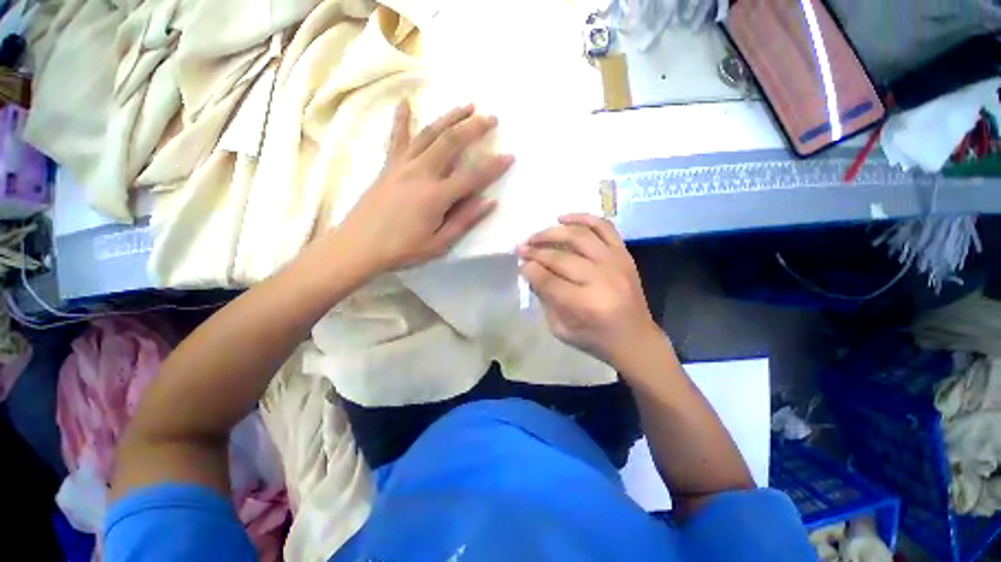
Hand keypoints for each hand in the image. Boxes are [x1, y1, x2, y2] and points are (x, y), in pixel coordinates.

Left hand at [339, 101, 513, 272]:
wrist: (358, 245)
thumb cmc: (402, 249)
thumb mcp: (439, 244)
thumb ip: (464, 220)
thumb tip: (489, 201)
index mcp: (436, 196)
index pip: (472, 177)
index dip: (493, 166)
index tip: (510, 155)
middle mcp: (421, 173)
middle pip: (451, 142)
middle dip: (474, 127)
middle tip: (491, 118)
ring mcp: (402, 165)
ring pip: (429, 133)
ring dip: (449, 117)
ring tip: (466, 105)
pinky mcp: (388, 165)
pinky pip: (396, 137)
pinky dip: (401, 118)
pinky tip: (405, 102)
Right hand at [517, 214, 660, 367]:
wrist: (635, 339)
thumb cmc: (595, 338)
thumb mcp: (560, 328)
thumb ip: (544, 298)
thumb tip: (531, 271)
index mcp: (584, 304)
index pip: (547, 280)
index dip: (529, 269)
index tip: (519, 264)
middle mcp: (601, 279)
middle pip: (560, 257)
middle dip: (535, 251)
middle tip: (521, 248)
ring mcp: (615, 263)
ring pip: (579, 236)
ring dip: (552, 232)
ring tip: (536, 235)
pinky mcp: (624, 255)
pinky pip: (604, 227)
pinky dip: (582, 217)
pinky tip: (564, 218)